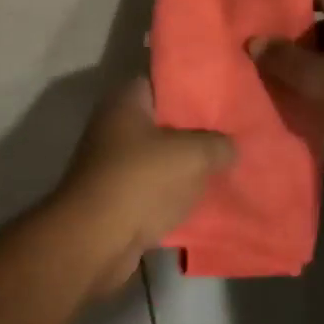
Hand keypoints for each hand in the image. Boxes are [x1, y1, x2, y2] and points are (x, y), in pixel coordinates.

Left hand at [57, 79, 234, 295]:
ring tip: (222, 170)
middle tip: (228, 137)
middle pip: (160, 123)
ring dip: (183, 167)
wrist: (95, 240)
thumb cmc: (140, 181)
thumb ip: (217, 144)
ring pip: (157, 159)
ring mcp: (110, 165)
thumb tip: (228, 147)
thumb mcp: (193, 155)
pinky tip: (200, 200)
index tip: (219, 100)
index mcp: (125, 102)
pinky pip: (151, 190)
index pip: (160, 82)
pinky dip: (171, 195)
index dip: (190, 89)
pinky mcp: (113, 198)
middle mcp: (112, 127)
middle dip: (192, 131)